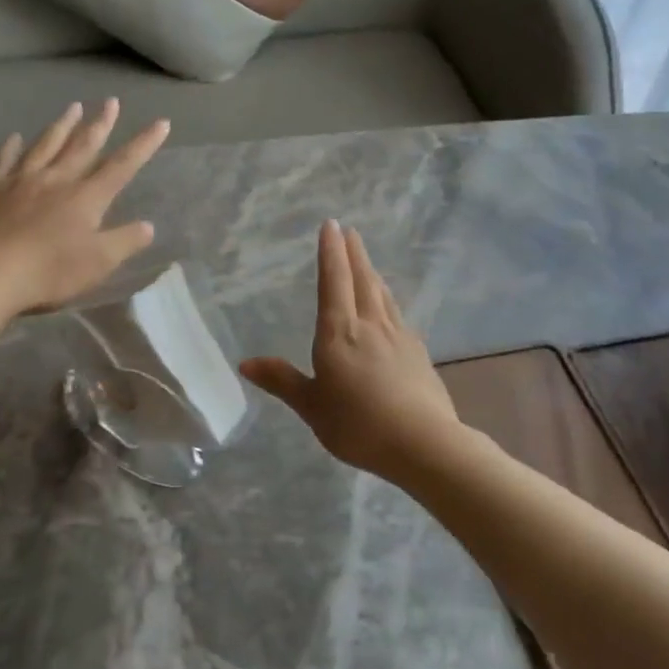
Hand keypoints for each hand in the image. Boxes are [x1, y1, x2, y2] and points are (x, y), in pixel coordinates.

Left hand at [0, 99, 168, 313]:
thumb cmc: (51, 271)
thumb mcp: (99, 263)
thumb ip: (125, 241)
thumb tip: (148, 226)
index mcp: (86, 197)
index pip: (122, 166)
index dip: (144, 144)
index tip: (161, 123)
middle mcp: (57, 179)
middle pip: (83, 145)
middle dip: (100, 123)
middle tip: (111, 102)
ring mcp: (21, 180)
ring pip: (46, 144)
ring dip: (62, 125)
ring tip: (73, 107)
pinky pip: (4, 160)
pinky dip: (11, 146)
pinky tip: (15, 137)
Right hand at [241, 221, 460, 480]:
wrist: (423, 443)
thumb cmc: (358, 424)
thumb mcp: (311, 406)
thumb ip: (281, 381)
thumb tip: (245, 363)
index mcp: (339, 333)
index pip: (333, 282)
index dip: (330, 253)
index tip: (331, 225)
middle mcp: (370, 325)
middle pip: (362, 280)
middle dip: (354, 254)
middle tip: (351, 231)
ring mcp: (399, 337)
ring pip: (383, 295)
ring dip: (372, 273)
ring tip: (367, 262)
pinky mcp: (418, 353)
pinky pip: (397, 315)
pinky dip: (388, 301)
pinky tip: (390, 309)